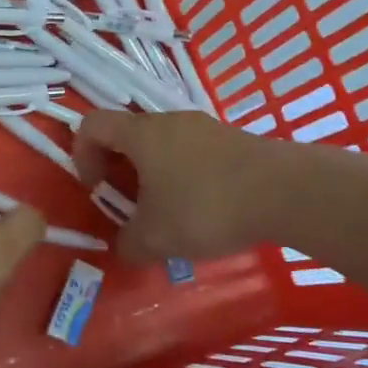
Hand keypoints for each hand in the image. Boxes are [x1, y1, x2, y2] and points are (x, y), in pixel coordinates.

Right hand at [72, 110, 282, 261]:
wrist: (285, 192)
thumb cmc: (206, 207)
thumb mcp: (156, 238)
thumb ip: (128, 243)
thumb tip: (125, 245)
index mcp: (141, 135)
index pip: (92, 125)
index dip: (82, 154)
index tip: (96, 189)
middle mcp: (169, 122)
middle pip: (129, 135)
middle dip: (120, 170)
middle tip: (130, 207)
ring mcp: (204, 127)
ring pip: (163, 145)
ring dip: (154, 175)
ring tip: (169, 214)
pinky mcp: (233, 140)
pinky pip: (193, 153)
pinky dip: (185, 176)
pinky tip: (205, 210)